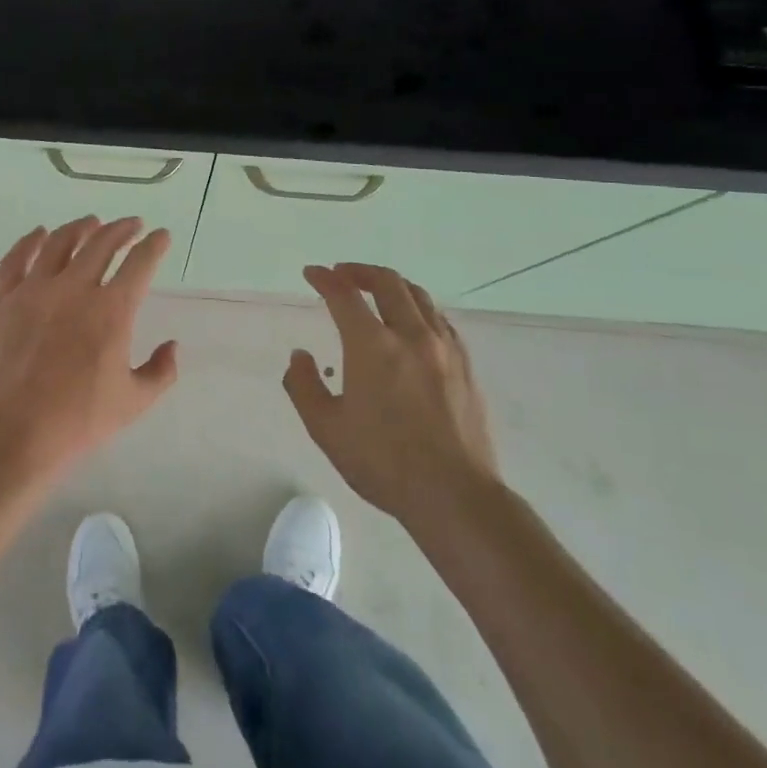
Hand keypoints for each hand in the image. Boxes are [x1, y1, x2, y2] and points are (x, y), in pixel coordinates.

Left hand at [0, 217, 177, 478]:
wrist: (12, 434)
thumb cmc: (77, 421)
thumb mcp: (133, 403)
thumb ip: (161, 372)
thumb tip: (172, 346)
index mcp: (111, 310)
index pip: (140, 263)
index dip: (154, 245)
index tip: (161, 236)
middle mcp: (74, 288)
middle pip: (102, 243)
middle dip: (121, 229)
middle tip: (131, 224)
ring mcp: (34, 290)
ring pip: (60, 243)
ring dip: (80, 228)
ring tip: (90, 223)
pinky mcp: (2, 299)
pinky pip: (16, 259)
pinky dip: (30, 241)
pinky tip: (39, 234)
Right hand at [285, 263, 501, 530]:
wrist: (454, 495)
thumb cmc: (383, 463)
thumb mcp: (327, 429)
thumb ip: (304, 386)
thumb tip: (300, 356)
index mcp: (372, 346)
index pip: (344, 295)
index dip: (324, 279)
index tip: (312, 273)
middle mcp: (410, 336)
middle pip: (387, 283)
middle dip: (360, 271)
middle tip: (343, 274)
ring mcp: (444, 349)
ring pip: (418, 297)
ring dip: (392, 285)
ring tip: (377, 290)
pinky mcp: (465, 366)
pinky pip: (441, 321)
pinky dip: (419, 309)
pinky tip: (414, 323)